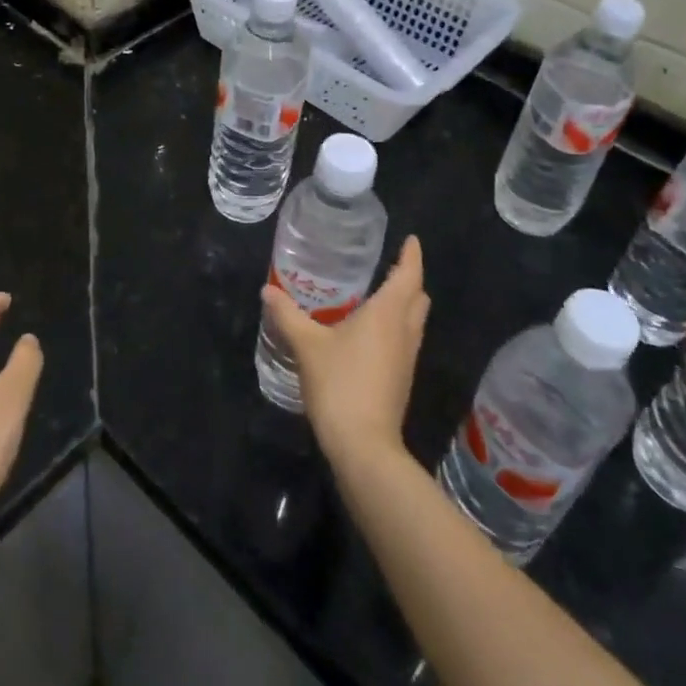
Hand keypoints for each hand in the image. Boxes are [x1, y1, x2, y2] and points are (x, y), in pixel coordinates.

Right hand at [262, 236, 429, 472]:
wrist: (364, 446)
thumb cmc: (340, 384)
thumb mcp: (307, 345)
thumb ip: (288, 315)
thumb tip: (267, 290)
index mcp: (388, 313)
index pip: (408, 275)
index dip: (411, 255)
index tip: (410, 239)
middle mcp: (404, 331)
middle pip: (418, 297)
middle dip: (409, 278)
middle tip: (389, 265)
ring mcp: (407, 357)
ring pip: (415, 320)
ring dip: (405, 304)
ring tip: (379, 293)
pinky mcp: (402, 378)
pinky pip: (406, 339)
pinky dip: (396, 326)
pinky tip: (371, 332)